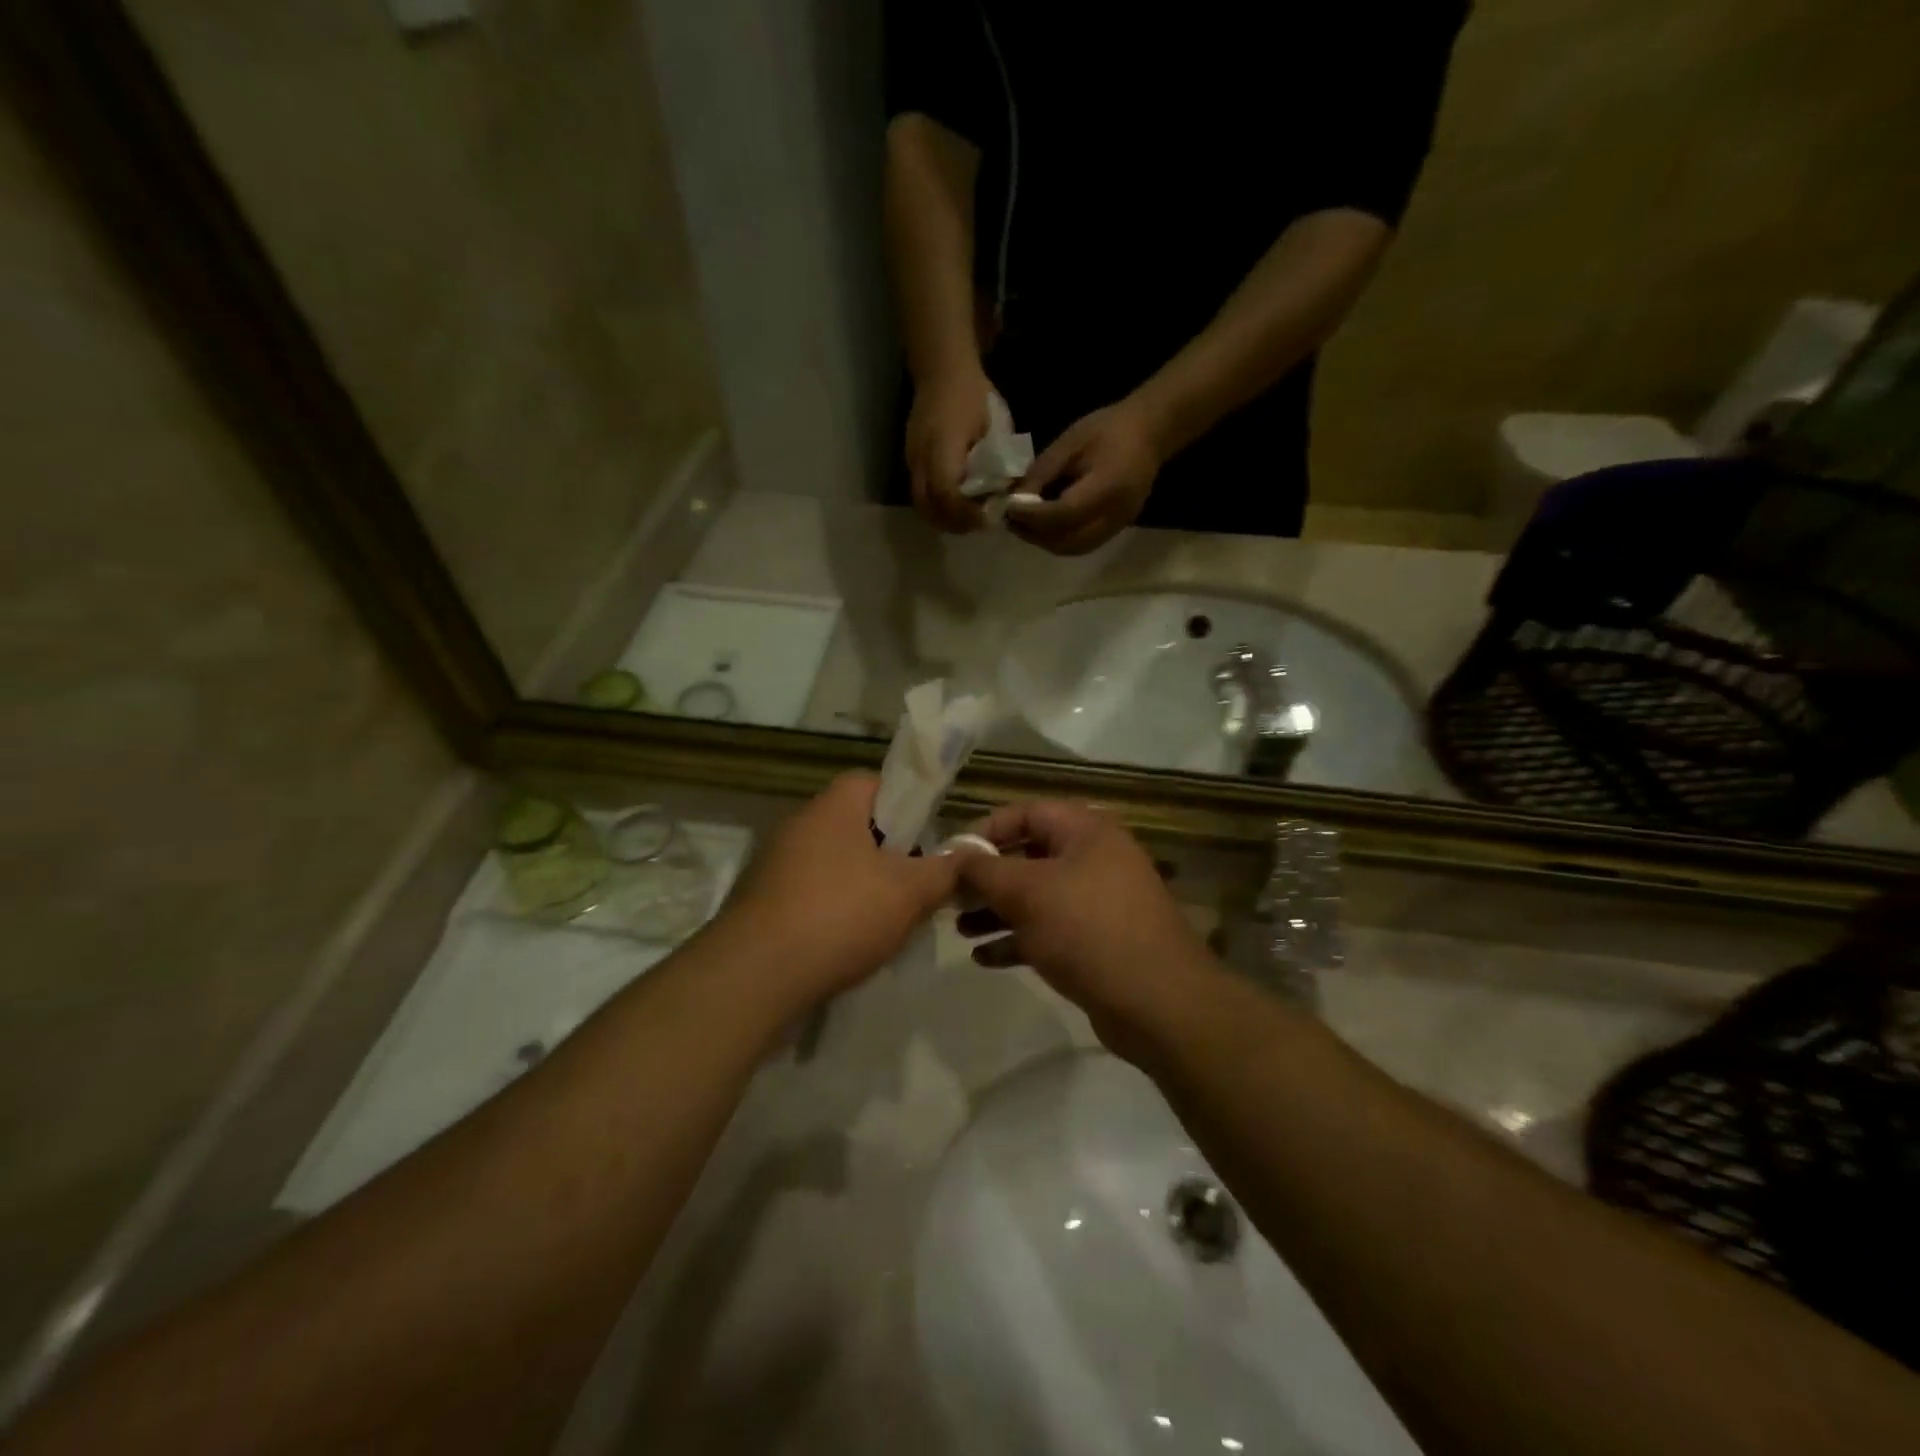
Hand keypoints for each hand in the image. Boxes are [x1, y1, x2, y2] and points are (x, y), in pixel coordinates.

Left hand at [721, 774, 964, 1006]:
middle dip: (890, 853)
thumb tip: (969, 853)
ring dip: (863, 886)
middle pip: (857, 826)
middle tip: (916, 884)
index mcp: (833, 806)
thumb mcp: (909, 892)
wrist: (754, 977)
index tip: (928, 839)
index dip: (908, 805)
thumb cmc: (840, 915)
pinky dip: (833, 911)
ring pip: (835, 863)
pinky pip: (811, 894)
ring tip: (889, 921)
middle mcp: (799, 824)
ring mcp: (775, 864)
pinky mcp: (761, 901)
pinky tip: (849, 943)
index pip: (876, 782)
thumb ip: (945, 869)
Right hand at [906, 366, 992, 532]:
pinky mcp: (910, 461)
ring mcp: (911, 460)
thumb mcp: (996, 425)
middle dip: (954, 522)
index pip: (946, 492)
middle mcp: (921, 456)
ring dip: (944, 518)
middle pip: (928, 507)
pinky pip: (920, 494)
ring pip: (921, 504)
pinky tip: (957, 504)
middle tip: (978, 524)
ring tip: (968, 517)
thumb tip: (1008, 493)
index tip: (986, 518)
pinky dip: (938, 507)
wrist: (941, 369)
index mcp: (943, 444)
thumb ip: (1000, 460)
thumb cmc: (974, 394)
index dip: (965, 513)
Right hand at [955, 801, 1212, 1053]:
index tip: (952, 855)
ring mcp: (1098, 902)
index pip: (1027, 813)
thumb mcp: (1027, 892)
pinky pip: (1049, 930)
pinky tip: (984, 958)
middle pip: (1029, 856)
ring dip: (997, 911)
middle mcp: (1095, 859)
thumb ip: (984, 870)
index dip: (986, 830)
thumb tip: (954, 855)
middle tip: (950, 897)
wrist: (1157, 1002)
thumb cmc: (1087, 929)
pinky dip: (1018, 939)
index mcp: (1086, 831)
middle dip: (987, 877)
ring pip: (1037, 897)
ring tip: (960, 930)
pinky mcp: (1098, 942)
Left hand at [1007, 399, 1164, 555]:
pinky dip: (1058, 541)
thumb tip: (1016, 500)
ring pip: (1073, 548)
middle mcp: (1116, 514)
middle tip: (1010, 520)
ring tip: (1022, 525)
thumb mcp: (1070, 442)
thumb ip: (1042, 473)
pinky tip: (1042, 527)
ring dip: (1044, 542)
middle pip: (1068, 541)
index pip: (1065, 513)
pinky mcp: (1116, 530)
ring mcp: (1118, 526)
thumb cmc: (1108, 429)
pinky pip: (1082, 545)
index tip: (1009, 507)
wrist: (1149, 432)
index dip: (1033, 515)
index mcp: (1108, 486)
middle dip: (1035, 534)